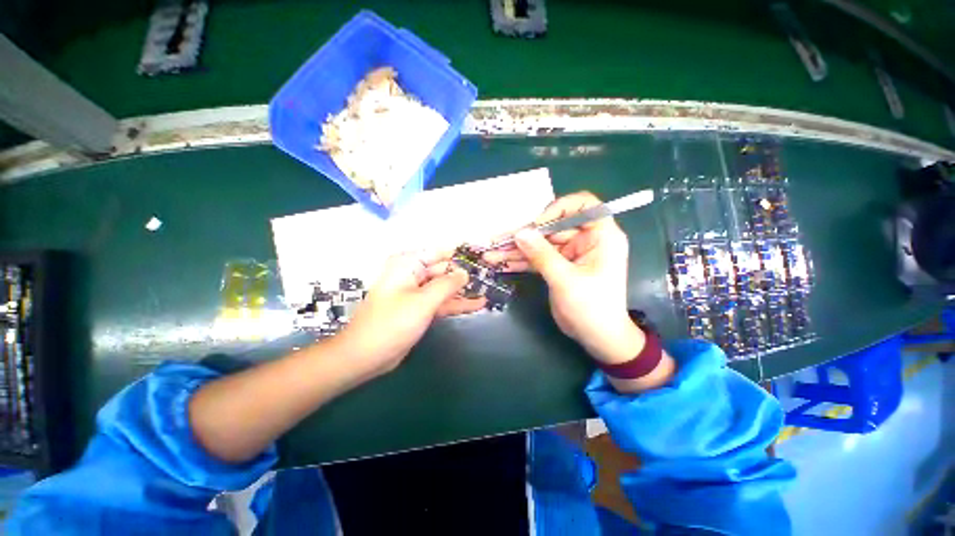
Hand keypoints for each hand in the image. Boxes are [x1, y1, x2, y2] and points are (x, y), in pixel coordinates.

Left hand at [336, 250, 486, 374]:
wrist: (366, 355)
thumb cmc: (392, 323)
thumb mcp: (423, 301)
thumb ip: (447, 284)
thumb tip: (465, 272)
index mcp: (408, 264)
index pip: (440, 252)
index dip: (461, 253)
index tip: (482, 256)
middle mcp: (412, 274)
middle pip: (444, 269)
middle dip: (465, 273)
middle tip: (491, 275)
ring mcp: (417, 292)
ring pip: (445, 287)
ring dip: (464, 290)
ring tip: (489, 289)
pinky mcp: (420, 308)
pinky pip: (442, 301)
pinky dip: (457, 303)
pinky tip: (477, 304)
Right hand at [483, 192, 643, 363]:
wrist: (598, 338)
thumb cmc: (592, 308)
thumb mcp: (566, 280)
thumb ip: (541, 255)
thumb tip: (520, 232)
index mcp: (600, 236)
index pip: (583, 205)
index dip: (558, 209)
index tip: (536, 224)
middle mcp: (585, 239)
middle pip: (552, 227)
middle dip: (525, 234)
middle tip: (498, 241)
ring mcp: (570, 253)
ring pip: (540, 244)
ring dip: (517, 249)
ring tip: (491, 254)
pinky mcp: (558, 266)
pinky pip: (538, 258)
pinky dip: (521, 261)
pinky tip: (501, 263)